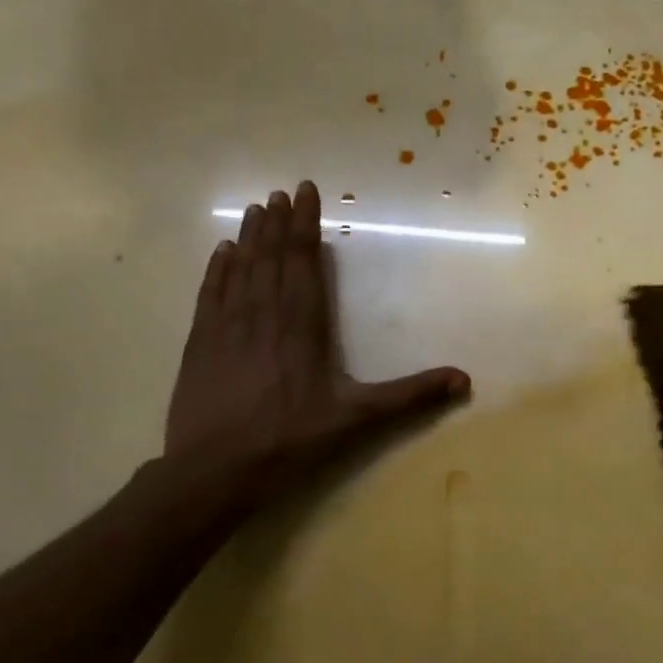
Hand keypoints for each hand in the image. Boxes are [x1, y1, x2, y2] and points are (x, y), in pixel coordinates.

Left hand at [163, 181, 469, 526]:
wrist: (215, 471)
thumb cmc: (290, 441)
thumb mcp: (358, 419)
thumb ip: (409, 395)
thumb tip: (463, 379)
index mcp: (302, 327)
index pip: (304, 263)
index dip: (305, 226)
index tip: (304, 192)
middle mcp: (263, 316)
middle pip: (271, 258)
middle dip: (279, 223)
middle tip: (282, 192)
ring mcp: (226, 328)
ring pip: (240, 270)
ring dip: (249, 237)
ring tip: (255, 208)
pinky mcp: (199, 345)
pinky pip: (209, 295)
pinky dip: (216, 270)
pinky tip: (220, 252)